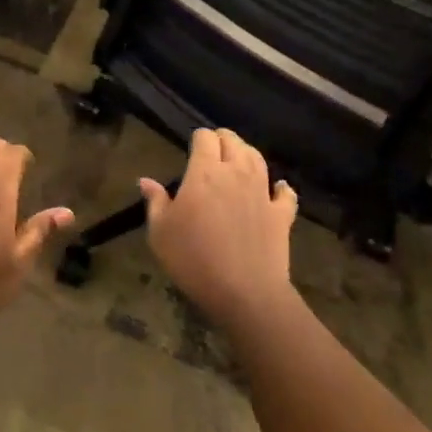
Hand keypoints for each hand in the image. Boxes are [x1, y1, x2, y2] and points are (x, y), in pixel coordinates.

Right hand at [143, 129, 297, 333]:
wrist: (244, 292)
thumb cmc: (193, 259)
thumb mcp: (160, 232)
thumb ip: (155, 202)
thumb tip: (146, 180)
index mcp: (204, 173)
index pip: (205, 138)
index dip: (198, 138)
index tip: (192, 147)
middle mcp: (236, 174)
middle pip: (233, 142)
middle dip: (222, 140)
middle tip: (212, 150)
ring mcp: (262, 193)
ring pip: (258, 159)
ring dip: (247, 153)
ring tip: (238, 160)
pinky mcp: (282, 215)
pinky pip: (286, 193)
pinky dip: (281, 188)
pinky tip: (278, 188)